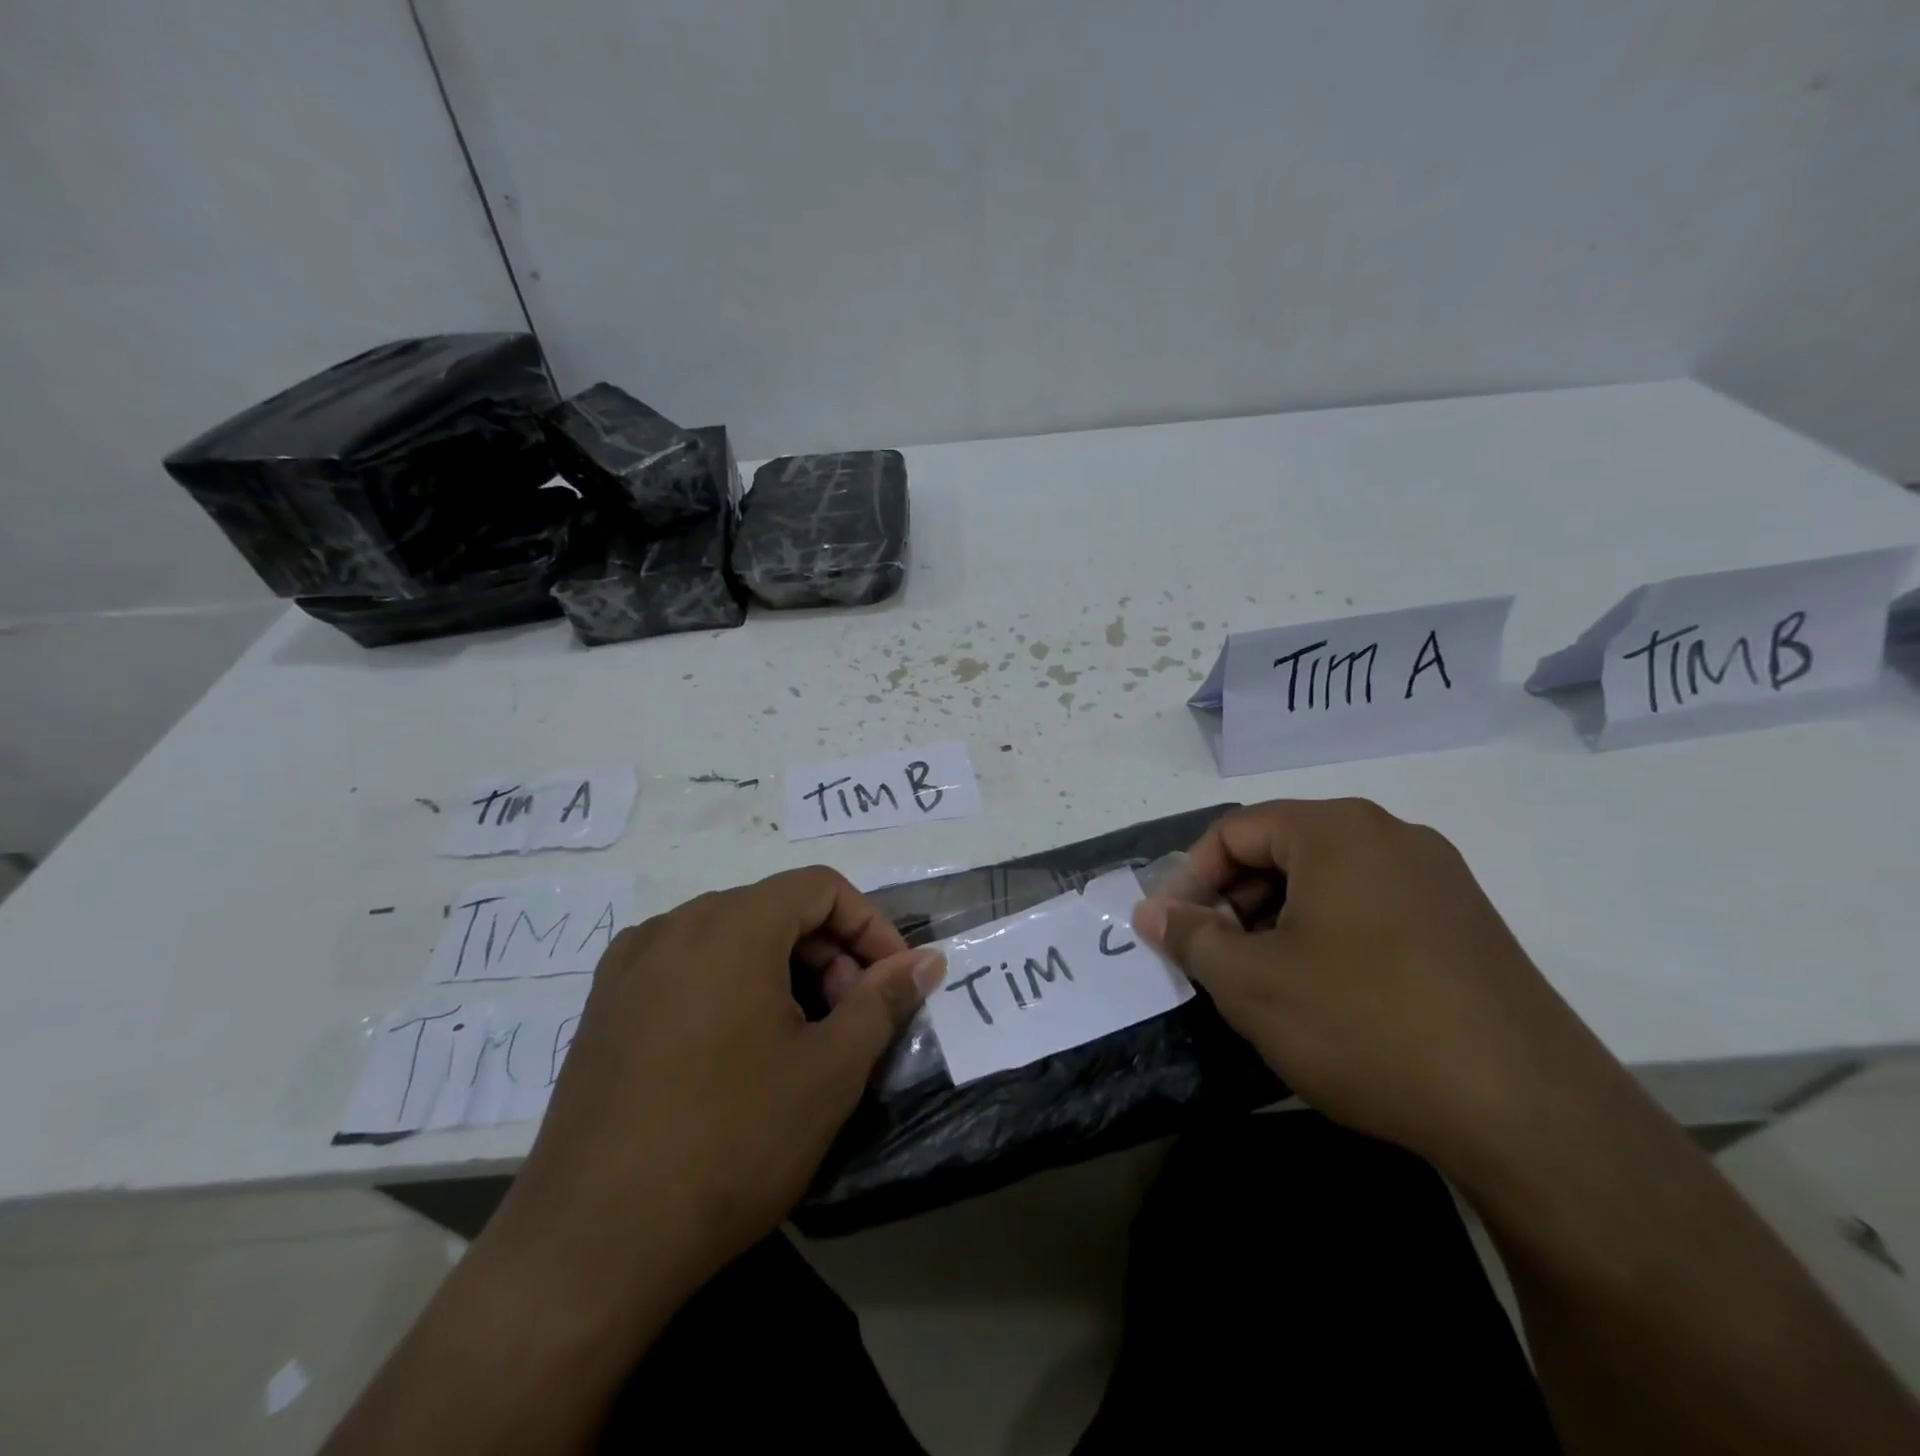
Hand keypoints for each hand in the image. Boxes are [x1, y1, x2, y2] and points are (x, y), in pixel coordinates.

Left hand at [484, 867, 943, 1328]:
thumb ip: (883, 1000)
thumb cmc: (730, 1142)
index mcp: (730, 925)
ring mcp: (629, 965)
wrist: (591, 1245)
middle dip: (828, 953)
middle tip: (849, 1021)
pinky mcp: (604, 1006)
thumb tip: (928, 959)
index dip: (870, 926)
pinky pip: (686, 967)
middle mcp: (674, 926)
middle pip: (775, 909)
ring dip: (782, 971)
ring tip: (798, 1041)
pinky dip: (731, 986)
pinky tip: (735, 1052)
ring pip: (731, 937)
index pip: (820, 888)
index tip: (892, 982)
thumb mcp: (829, 1071)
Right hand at [1133, 798, 1618, 1179]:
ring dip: (1278, 919)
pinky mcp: (1467, 924)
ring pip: (1327, 880)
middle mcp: (1391, 836)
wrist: (1529, 1112)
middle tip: (1213, 956)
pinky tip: (1325, 992)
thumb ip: (1190, 936)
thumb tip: (1151, 910)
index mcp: (1336, 831)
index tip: (1170, 928)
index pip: (1235, 831)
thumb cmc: (1365, 1024)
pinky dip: (1328, 934)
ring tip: (1263, 978)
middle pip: (1282, 849)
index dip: (1189, 877)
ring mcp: (1438, 879)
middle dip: (1234, 899)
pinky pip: (1372, 907)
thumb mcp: (1252, 983)